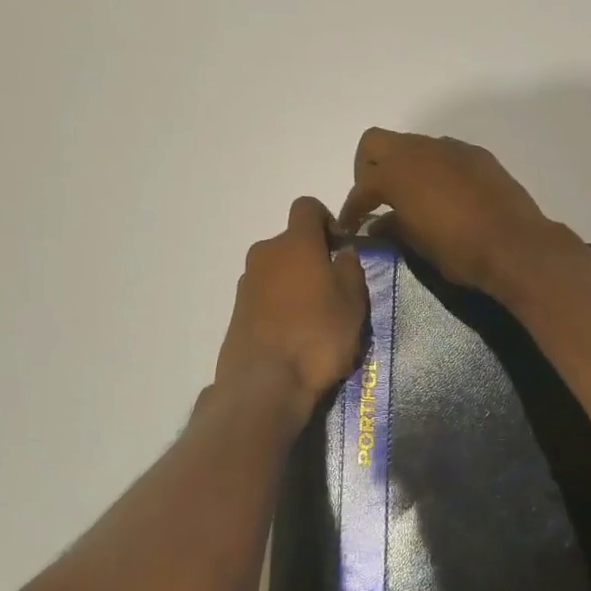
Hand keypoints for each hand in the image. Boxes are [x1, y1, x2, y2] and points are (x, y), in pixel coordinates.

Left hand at [216, 197, 369, 409]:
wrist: (265, 383)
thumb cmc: (318, 335)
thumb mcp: (353, 302)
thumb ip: (351, 269)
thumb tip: (342, 252)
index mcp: (295, 243)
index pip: (307, 207)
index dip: (326, 219)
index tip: (340, 246)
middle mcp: (265, 254)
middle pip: (292, 242)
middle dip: (312, 258)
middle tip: (334, 290)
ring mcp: (247, 283)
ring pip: (278, 270)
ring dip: (295, 284)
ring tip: (315, 319)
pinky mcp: (237, 312)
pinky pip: (265, 296)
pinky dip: (280, 306)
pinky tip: (295, 335)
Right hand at [337, 128, 578, 296]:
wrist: (516, 246)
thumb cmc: (460, 251)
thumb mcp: (418, 245)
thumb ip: (392, 228)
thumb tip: (377, 224)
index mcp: (397, 173)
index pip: (361, 186)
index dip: (351, 208)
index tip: (350, 226)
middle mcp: (420, 151)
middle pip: (376, 143)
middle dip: (368, 168)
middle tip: (375, 198)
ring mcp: (451, 148)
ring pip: (412, 145)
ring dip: (403, 165)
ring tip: (410, 196)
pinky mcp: (477, 155)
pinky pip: (443, 154)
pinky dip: (433, 168)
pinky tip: (443, 194)